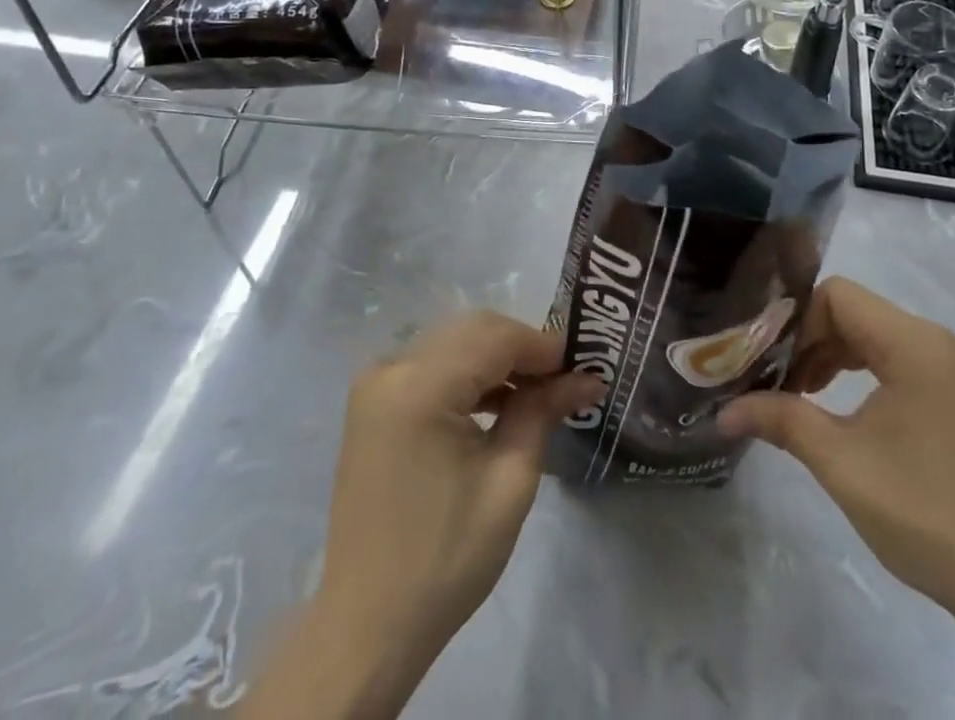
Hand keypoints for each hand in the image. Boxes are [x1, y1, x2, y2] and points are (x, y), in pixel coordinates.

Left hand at [312, 311, 601, 689]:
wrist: (368, 625)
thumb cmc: (446, 559)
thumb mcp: (509, 482)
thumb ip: (543, 412)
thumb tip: (587, 376)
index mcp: (419, 386)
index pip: (495, 337)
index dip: (543, 345)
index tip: (584, 364)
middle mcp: (391, 368)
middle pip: (472, 330)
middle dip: (522, 347)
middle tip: (565, 378)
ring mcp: (376, 383)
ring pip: (454, 342)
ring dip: (497, 358)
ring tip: (538, 392)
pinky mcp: (374, 402)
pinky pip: (432, 364)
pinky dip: (468, 372)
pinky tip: (497, 401)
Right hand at [717, 277, 954, 618]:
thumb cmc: (921, 511)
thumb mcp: (840, 461)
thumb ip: (780, 419)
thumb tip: (722, 411)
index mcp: (911, 343)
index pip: (835, 296)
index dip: (795, 322)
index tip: (766, 361)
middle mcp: (929, 339)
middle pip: (848, 310)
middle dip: (805, 340)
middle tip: (769, 378)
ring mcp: (940, 364)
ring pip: (864, 332)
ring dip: (825, 355)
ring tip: (793, 394)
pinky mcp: (942, 389)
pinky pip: (884, 356)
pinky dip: (850, 369)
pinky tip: (827, 403)